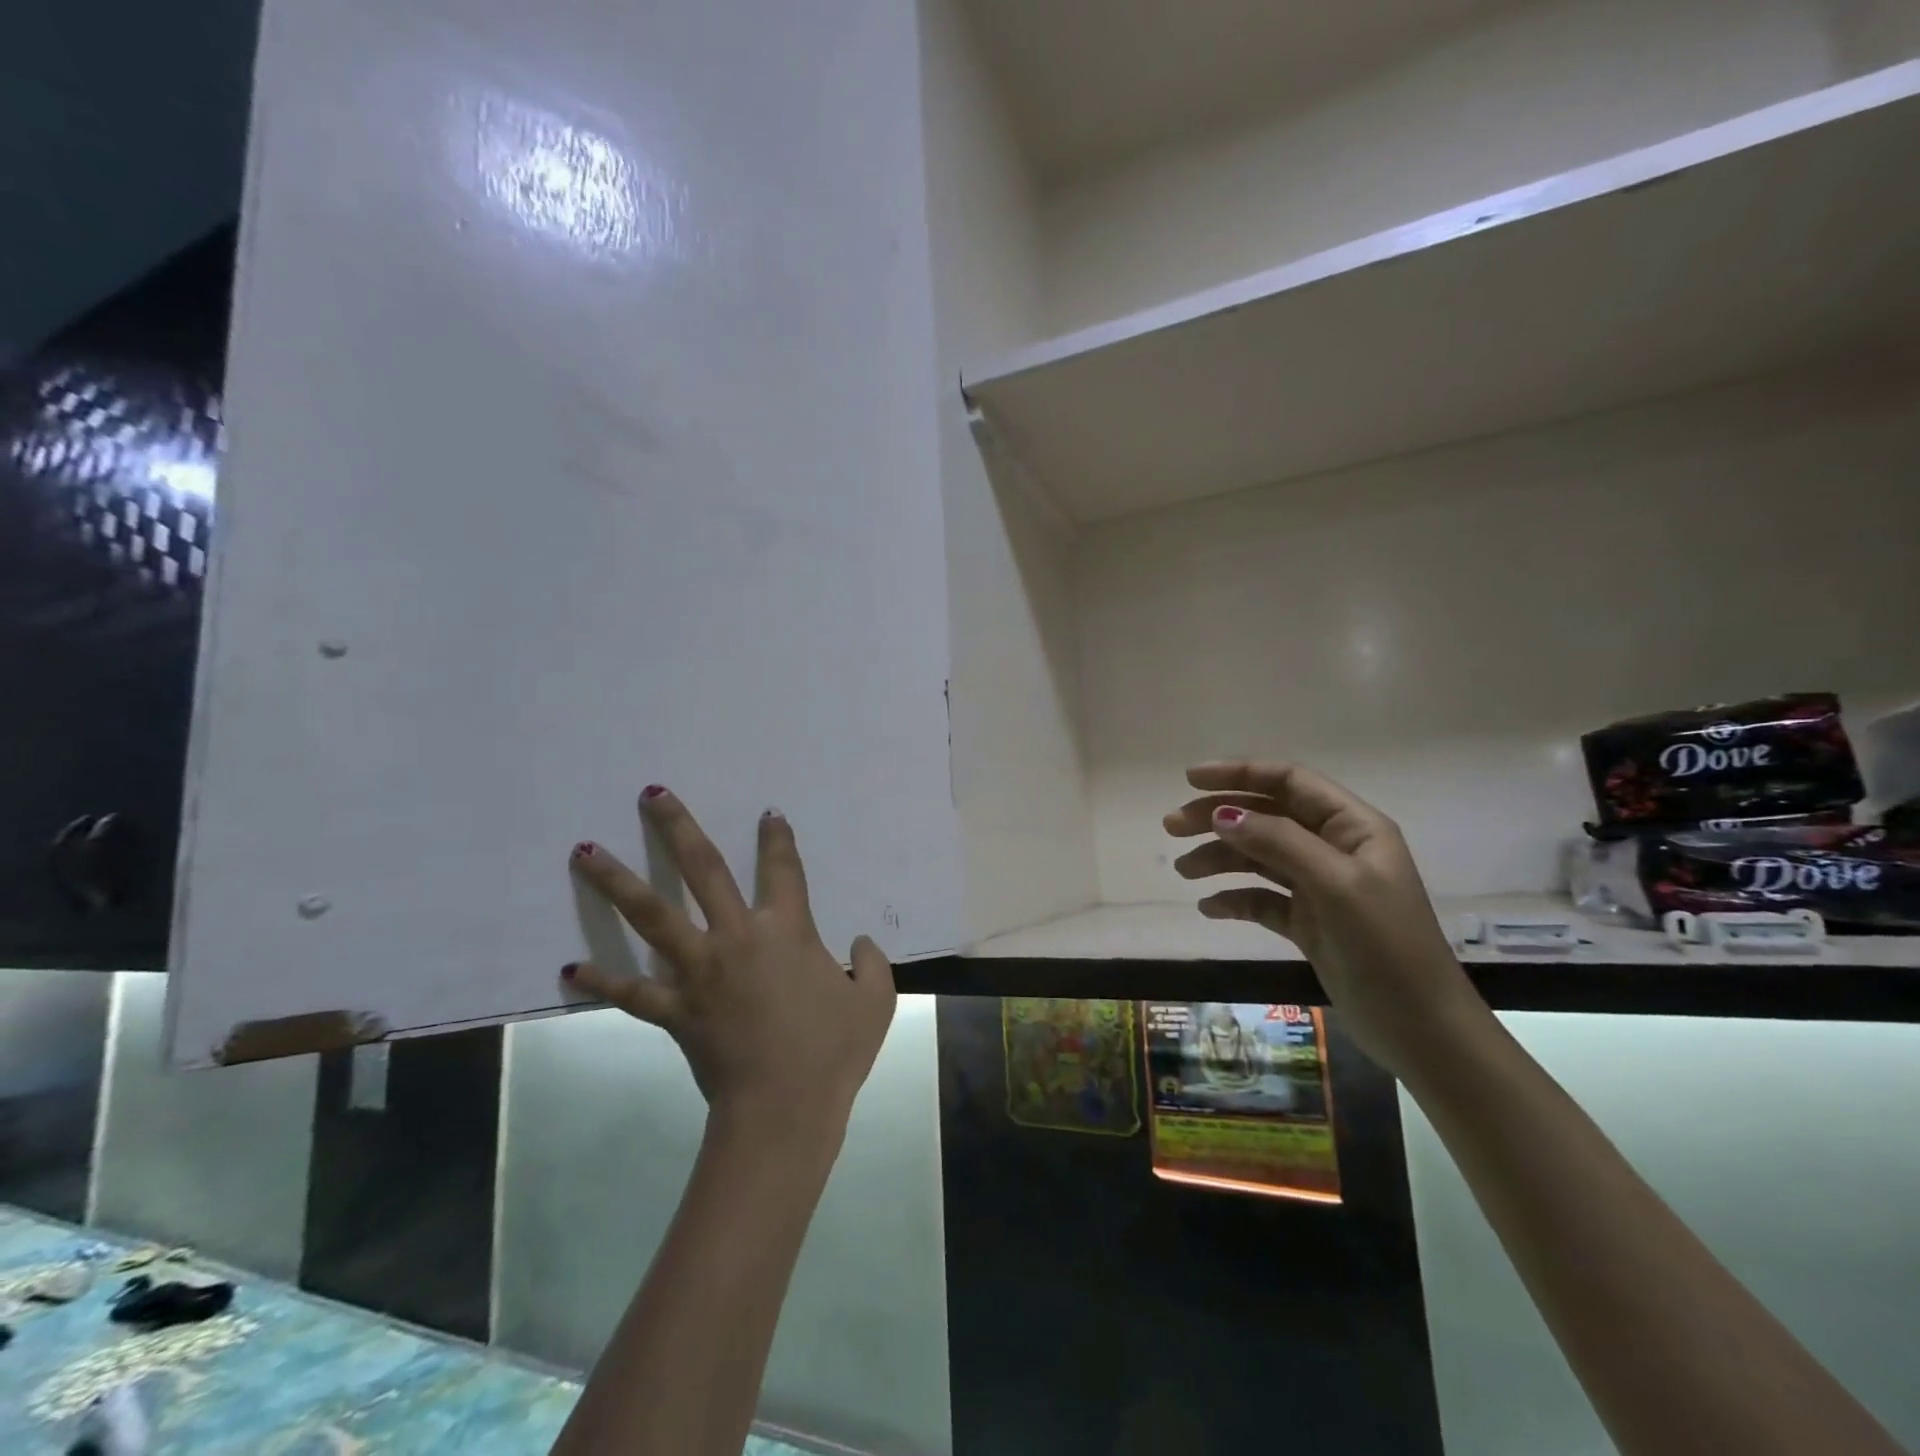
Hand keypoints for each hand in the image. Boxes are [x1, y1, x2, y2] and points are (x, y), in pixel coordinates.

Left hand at [563, 787, 895, 1138]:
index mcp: (787, 931)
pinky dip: (602, 980)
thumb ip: (872, 964)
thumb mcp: (876, 1002)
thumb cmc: (832, 1051)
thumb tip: (861, 943)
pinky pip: (632, 992)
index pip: (783, 869)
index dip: (777, 838)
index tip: (768, 815)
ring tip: (584, 852)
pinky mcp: (674, 1009)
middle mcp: (737, 937)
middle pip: (703, 871)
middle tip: (651, 795)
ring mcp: (699, 971)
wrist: (784, 1109)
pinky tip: (569, 968)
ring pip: (652, 916)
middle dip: (677, 829)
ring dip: (618, 881)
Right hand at [1164, 761, 1485, 1078]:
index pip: (1289, 782)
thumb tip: (1222, 815)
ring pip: (1259, 856)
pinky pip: (1262, 899)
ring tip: (1183, 872)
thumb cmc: (1386, 947)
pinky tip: (1209, 908)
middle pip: (1266, 816)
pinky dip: (1235, 898)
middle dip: (1218, 816)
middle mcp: (1334, 849)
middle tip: (1171, 827)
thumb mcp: (1336, 886)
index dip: (1239, 774)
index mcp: (1352, 827)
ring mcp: (1320, 887)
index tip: (1189, 780)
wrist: (1421, 1030)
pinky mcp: (1309, 923)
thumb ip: (1279, 843)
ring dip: (1219, 858)